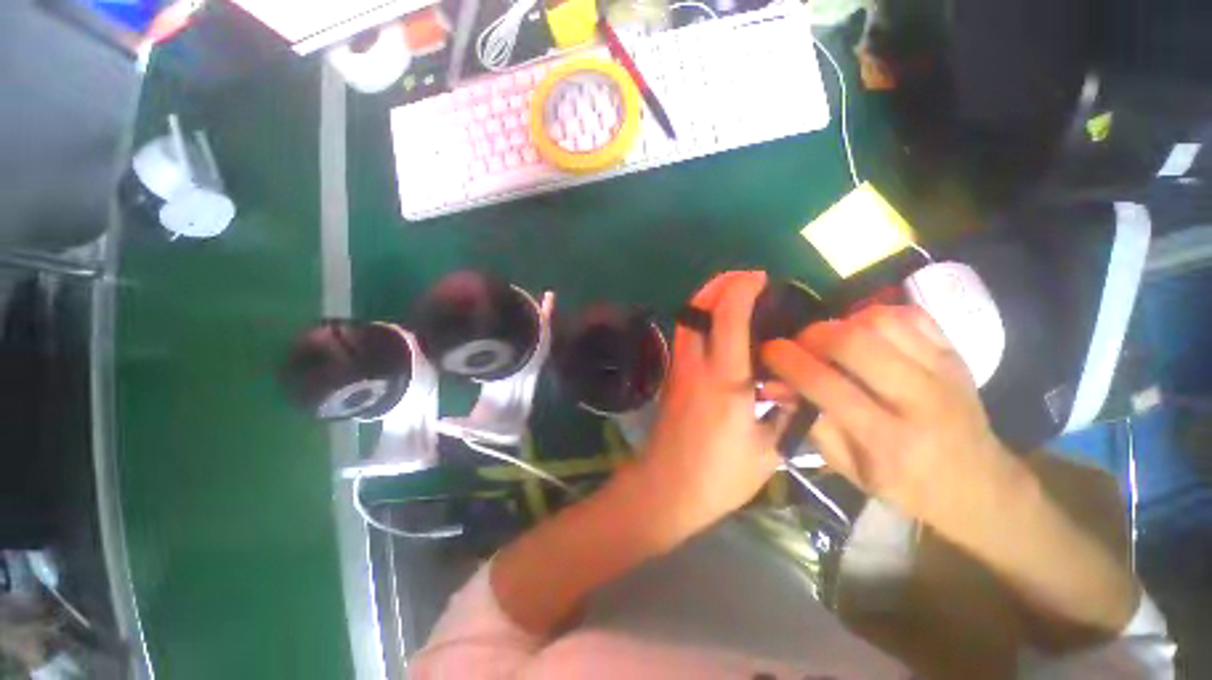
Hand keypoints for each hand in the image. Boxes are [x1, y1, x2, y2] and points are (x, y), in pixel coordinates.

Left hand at [635, 271, 783, 540]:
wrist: (667, 487)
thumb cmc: (719, 475)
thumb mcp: (768, 451)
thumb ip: (785, 414)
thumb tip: (797, 386)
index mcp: (724, 381)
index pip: (728, 318)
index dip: (742, 289)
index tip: (761, 279)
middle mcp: (696, 366)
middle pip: (697, 308)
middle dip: (719, 284)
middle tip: (745, 278)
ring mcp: (679, 369)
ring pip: (686, 319)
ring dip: (706, 298)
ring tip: (733, 294)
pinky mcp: (672, 377)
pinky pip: (685, 335)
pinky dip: (700, 318)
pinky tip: (719, 326)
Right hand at [761, 304, 1023, 541]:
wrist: (980, 485)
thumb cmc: (905, 486)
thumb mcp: (849, 469)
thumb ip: (810, 423)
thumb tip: (776, 385)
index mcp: (889, 441)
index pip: (827, 386)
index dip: (789, 362)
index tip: (768, 350)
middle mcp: (920, 400)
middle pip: (855, 343)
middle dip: (812, 335)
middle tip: (798, 344)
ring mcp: (944, 371)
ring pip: (882, 321)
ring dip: (842, 323)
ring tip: (830, 340)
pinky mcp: (957, 353)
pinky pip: (911, 314)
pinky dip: (876, 315)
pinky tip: (863, 331)